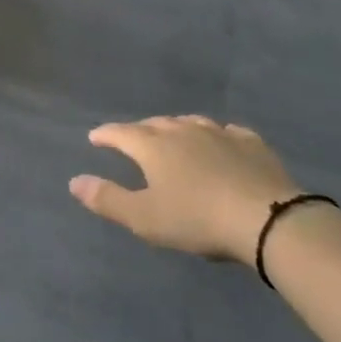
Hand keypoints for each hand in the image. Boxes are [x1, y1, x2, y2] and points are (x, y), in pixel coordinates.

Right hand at [70, 116, 300, 264]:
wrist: (267, 218)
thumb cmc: (197, 219)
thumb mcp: (145, 218)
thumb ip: (108, 199)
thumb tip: (73, 181)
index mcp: (154, 147)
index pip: (121, 133)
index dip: (106, 134)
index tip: (94, 137)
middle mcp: (183, 131)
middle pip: (155, 124)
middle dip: (139, 130)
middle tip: (132, 138)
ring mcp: (220, 134)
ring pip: (190, 122)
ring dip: (176, 127)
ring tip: (172, 135)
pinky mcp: (251, 144)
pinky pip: (227, 131)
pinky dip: (216, 135)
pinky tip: (221, 140)